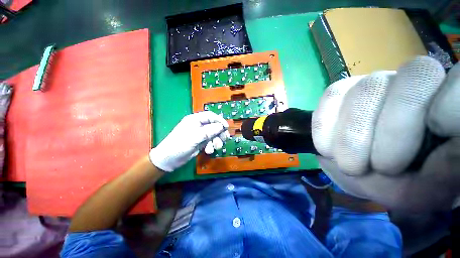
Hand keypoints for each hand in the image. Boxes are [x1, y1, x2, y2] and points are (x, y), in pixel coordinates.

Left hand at [149, 111, 229, 171]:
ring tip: (216, 147)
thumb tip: (221, 126)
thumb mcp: (195, 137)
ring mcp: (200, 134)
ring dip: (216, 141)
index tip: (226, 127)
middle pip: (214, 126)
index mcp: (195, 120)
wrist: (168, 160)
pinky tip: (208, 151)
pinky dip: (211, 146)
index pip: (210, 116)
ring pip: (213, 134)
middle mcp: (198, 125)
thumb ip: (209, 131)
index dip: (219, 120)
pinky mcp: (200, 142)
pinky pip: (210, 142)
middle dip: (219, 133)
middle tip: (224, 139)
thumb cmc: (179, 145)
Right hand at [312, 56, 459, 211]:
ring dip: (350, 136)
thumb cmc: (405, 181)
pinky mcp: (342, 90)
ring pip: (364, 90)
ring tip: (348, 164)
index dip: (451, 107)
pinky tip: (326, 147)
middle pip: (410, 82)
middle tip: (374, 168)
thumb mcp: (427, 189)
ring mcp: (376, 82)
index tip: (433, 141)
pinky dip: (325, 125)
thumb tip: (451, 146)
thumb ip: (444, 174)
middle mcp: (416, 81)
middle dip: (391, 133)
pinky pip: (331, 95)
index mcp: (450, 106)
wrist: (364, 170)